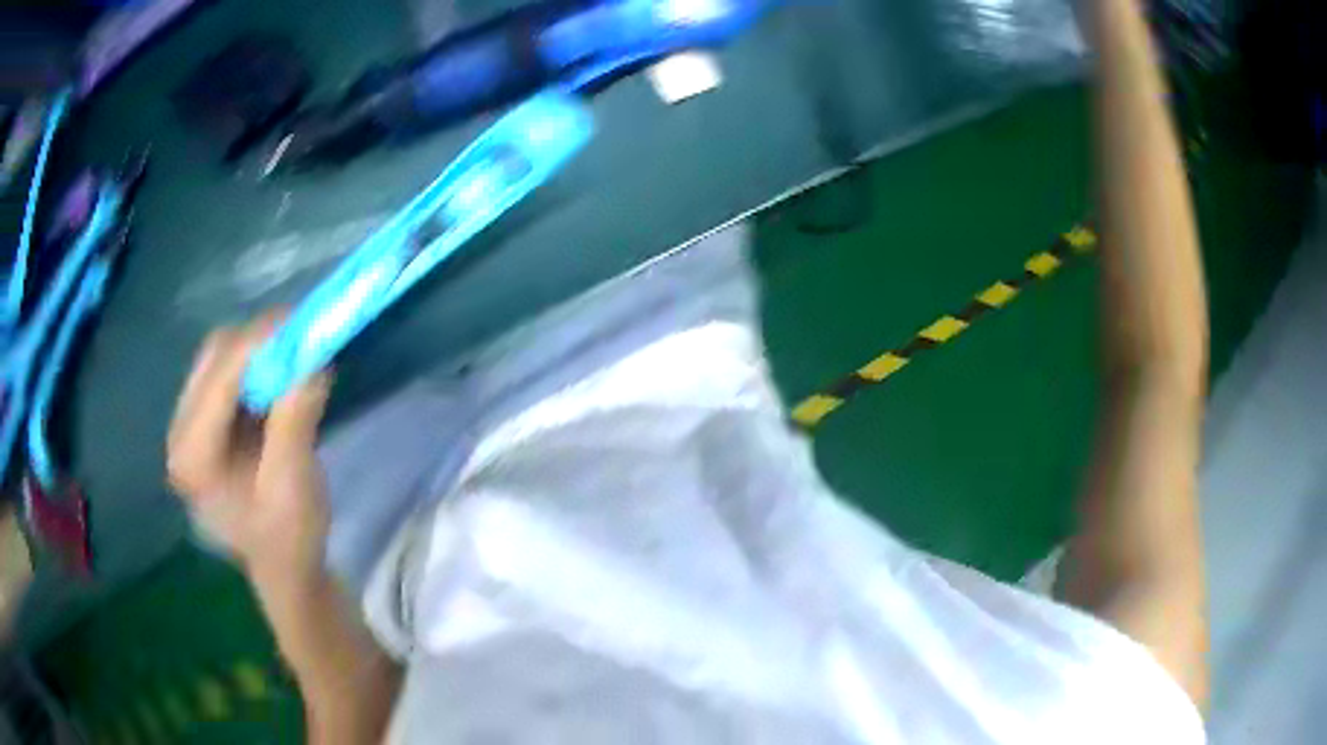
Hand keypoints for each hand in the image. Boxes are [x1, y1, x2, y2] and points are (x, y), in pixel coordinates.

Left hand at [167, 314, 332, 584]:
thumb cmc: (288, 539)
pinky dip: (257, 364)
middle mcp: (181, 431)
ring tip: (295, 355)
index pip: (220, 375)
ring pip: (220, 357)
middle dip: (259, 341)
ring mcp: (189, 424)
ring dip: (259, 350)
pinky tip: (280, 376)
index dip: (260, 341)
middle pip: (214, 356)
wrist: (283, 569)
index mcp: (193, 455)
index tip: (303, 321)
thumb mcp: (294, 485)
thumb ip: (295, 419)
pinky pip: (227, 372)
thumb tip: (312, 357)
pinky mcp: (205, 421)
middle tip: (303, 337)